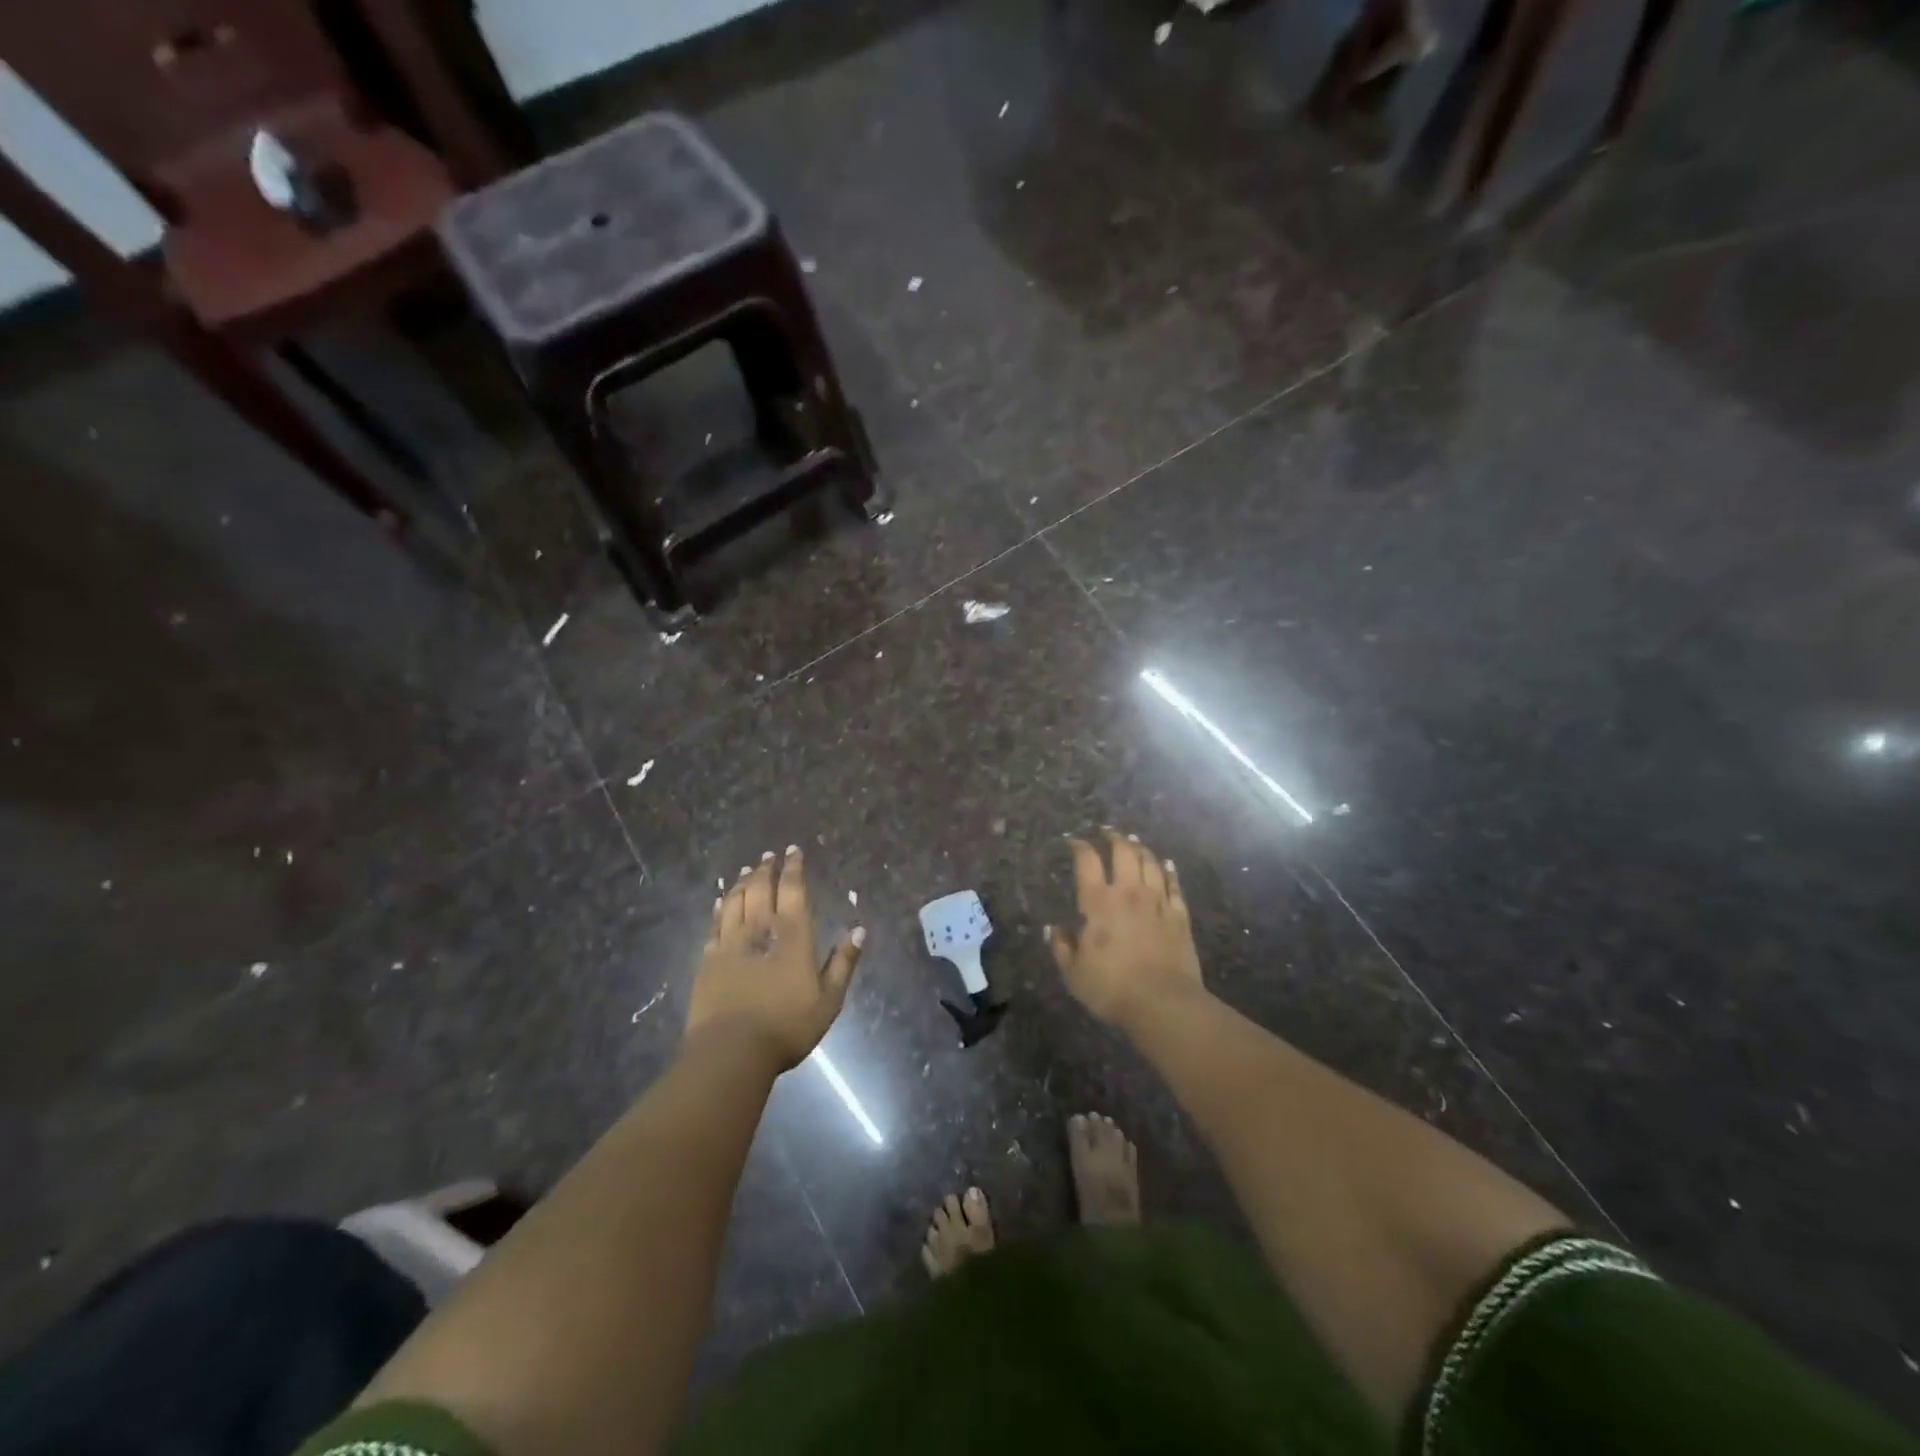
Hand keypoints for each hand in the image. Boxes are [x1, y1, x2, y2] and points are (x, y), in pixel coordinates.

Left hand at [686, 845, 863, 1069]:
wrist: (731, 1051)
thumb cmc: (786, 1026)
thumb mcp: (829, 1000)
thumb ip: (843, 963)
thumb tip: (859, 930)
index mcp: (793, 935)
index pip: (793, 889)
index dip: (794, 868)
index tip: (794, 851)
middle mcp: (760, 929)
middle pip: (760, 888)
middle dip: (766, 868)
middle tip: (769, 856)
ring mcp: (730, 942)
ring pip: (735, 900)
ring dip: (743, 882)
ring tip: (747, 870)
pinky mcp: (708, 959)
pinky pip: (715, 923)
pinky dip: (721, 906)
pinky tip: (722, 902)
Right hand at [1047, 829, 1204, 1030]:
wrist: (1164, 1003)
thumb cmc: (1112, 988)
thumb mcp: (1074, 973)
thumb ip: (1062, 947)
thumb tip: (1054, 929)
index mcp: (1098, 902)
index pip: (1087, 861)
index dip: (1080, 846)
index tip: (1074, 841)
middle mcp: (1128, 892)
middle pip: (1123, 852)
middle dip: (1114, 838)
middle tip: (1108, 832)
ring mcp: (1157, 901)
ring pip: (1150, 863)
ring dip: (1140, 849)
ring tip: (1134, 842)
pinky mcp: (1179, 915)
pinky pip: (1174, 884)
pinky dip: (1168, 870)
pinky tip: (1166, 864)